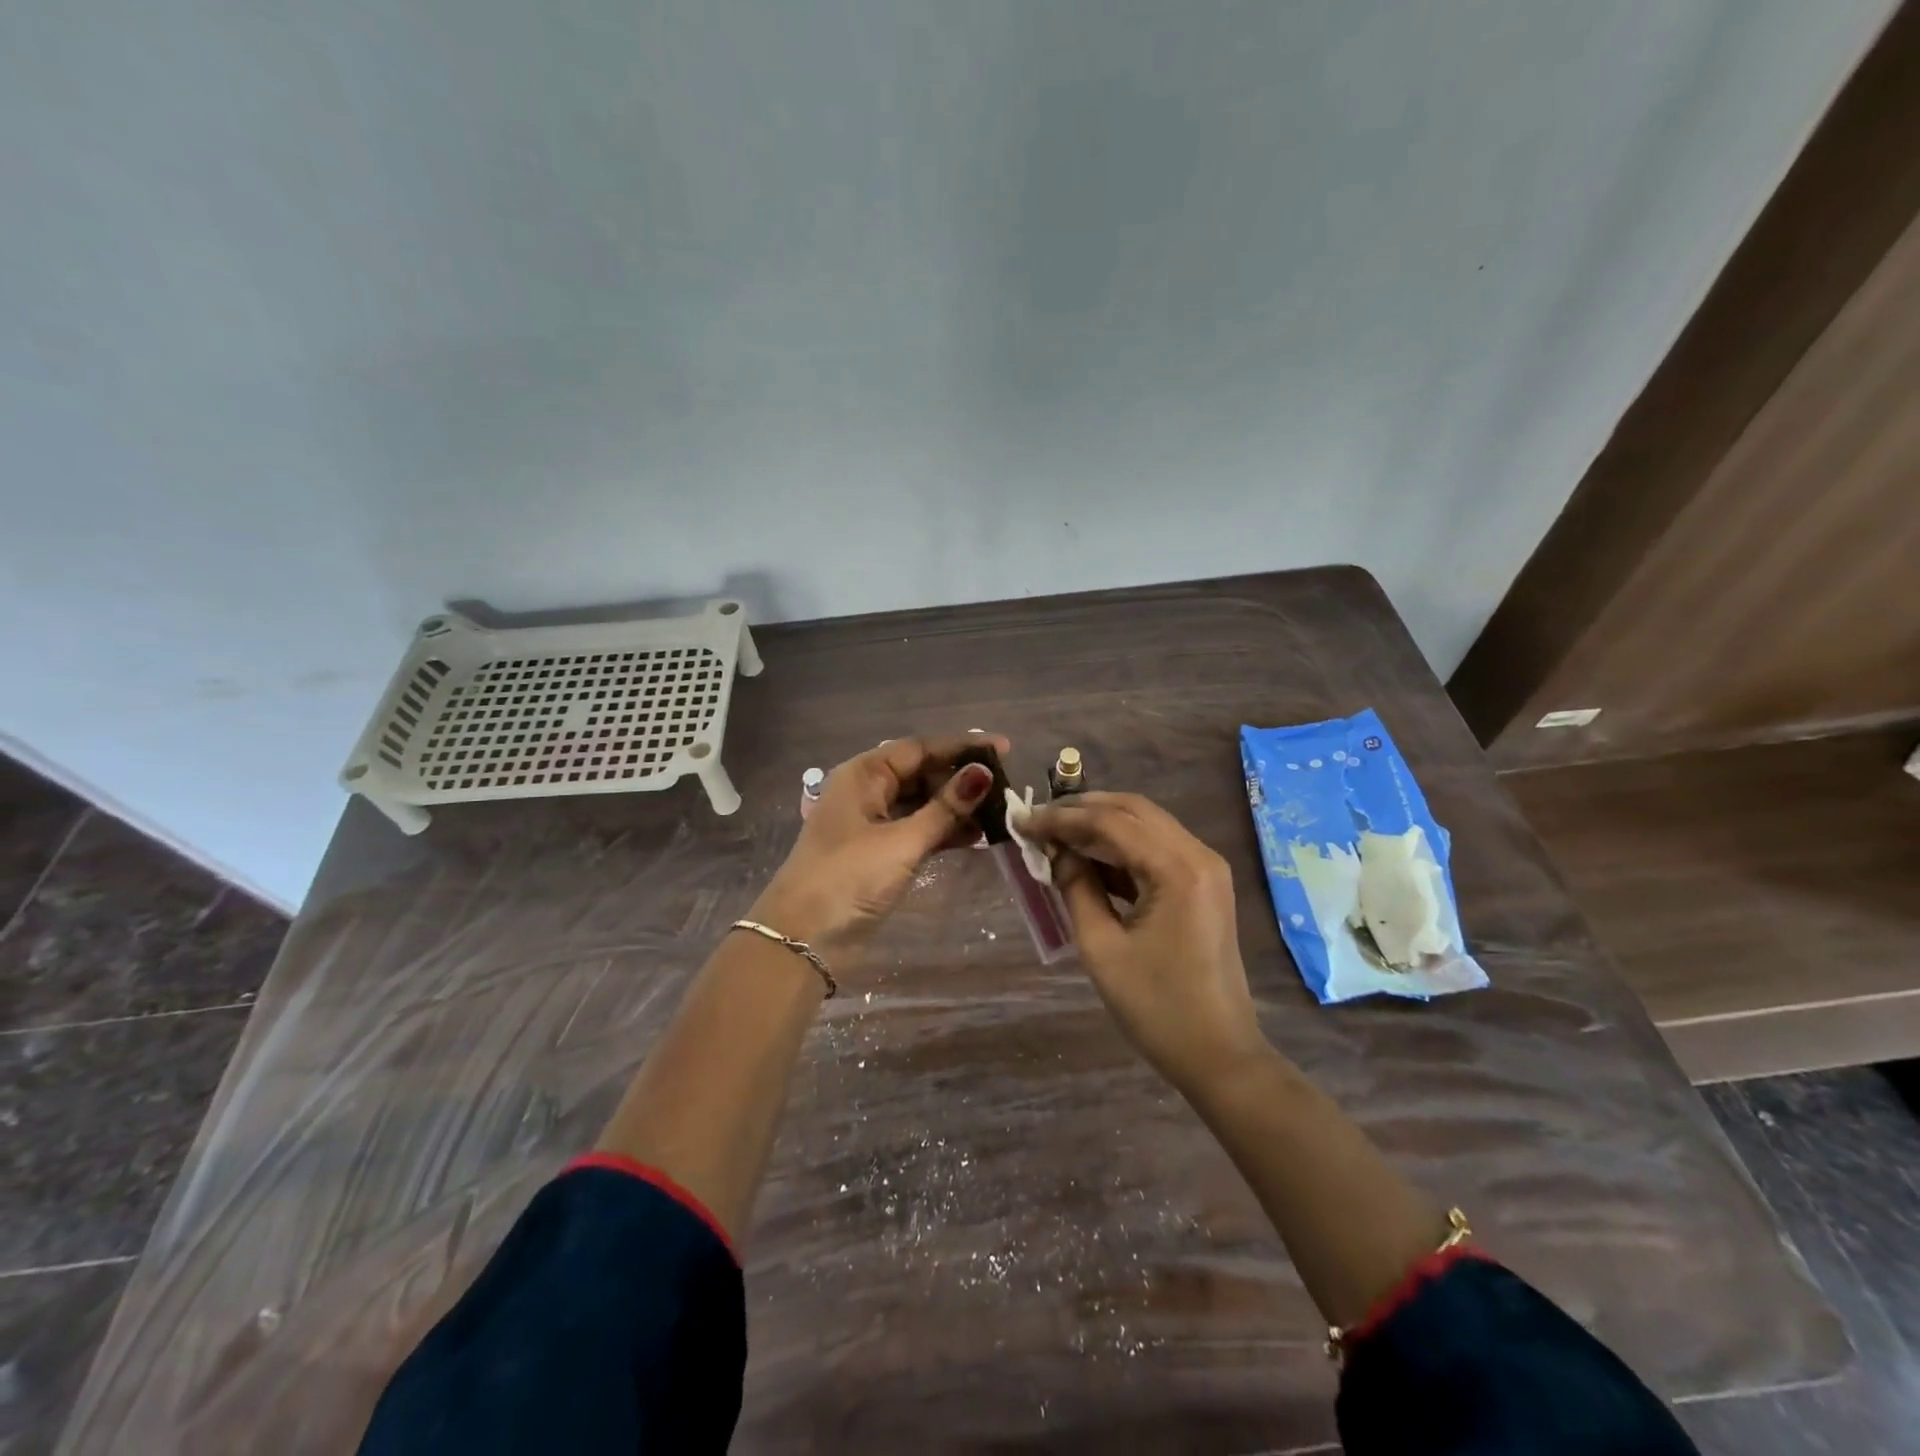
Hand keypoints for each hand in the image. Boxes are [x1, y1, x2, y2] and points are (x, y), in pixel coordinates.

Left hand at [749, 734, 1007, 962]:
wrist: (802, 939)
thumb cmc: (849, 878)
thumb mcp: (902, 841)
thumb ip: (945, 808)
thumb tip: (983, 773)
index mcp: (863, 775)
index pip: (919, 748)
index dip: (962, 746)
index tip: (1003, 748)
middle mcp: (866, 791)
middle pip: (921, 773)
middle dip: (961, 779)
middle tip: (1004, 785)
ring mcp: (871, 823)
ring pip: (921, 803)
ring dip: (955, 807)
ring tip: (998, 813)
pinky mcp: (877, 853)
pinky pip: (917, 829)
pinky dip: (943, 831)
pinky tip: (976, 837)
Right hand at [1025, 792, 1268, 1094]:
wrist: (1219, 1055)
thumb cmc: (1156, 1007)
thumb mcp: (1101, 947)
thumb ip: (1075, 888)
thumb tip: (1055, 851)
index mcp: (1178, 870)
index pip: (1110, 822)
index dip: (1061, 818)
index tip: (1022, 821)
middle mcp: (1199, 855)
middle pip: (1132, 810)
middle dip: (1082, 809)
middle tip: (1039, 819)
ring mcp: (1206, 868)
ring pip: (1146, 824)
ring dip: (1101, 825)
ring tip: (1055, 835)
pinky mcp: (1204, 883)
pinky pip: (1157, 848)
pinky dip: (1121, 847)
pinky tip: (1088, 858)